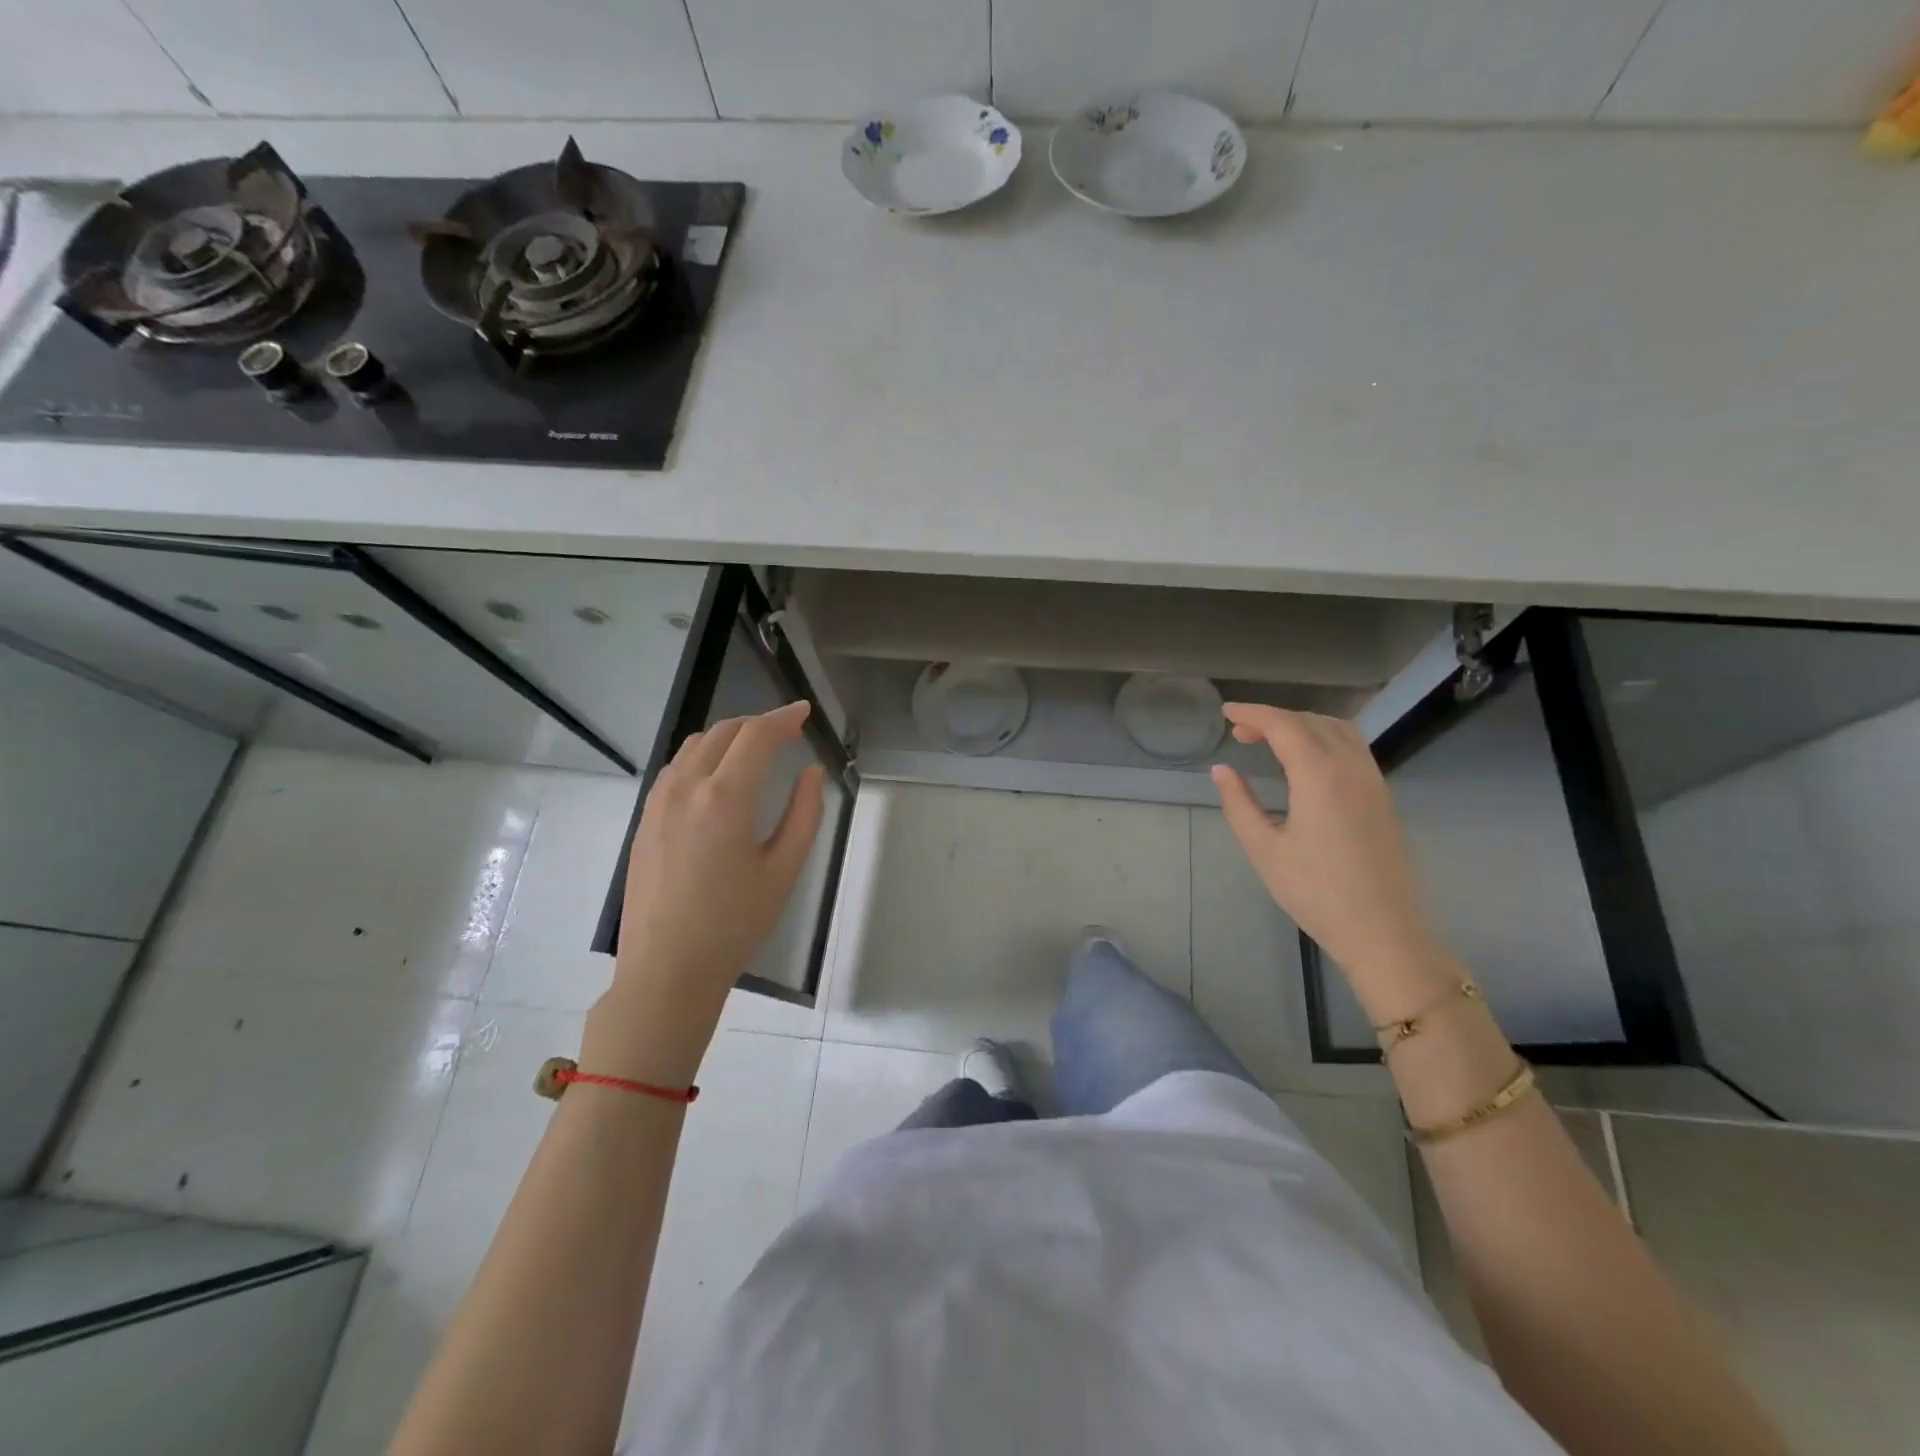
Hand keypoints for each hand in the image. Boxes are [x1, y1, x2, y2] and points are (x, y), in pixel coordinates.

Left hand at [585, 702, 825, 1086]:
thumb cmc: (734, 924)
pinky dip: (703, 756)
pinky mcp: (644, 819)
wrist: (667, 969)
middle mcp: (686, 788)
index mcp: (725, 798)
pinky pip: (676, 768)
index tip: (803, 711)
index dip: (783, 718)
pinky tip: (717, 777)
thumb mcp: (783, 870)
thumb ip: (804, 814)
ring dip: (728, 737)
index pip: (756, 736)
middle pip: (723, 732)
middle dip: (757, 723)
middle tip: (786, 732)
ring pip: (695, 745)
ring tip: (754, 750)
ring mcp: (658, 802)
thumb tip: (810, 772)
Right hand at [1209, 704, 1440, 989]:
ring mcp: (1373, 780)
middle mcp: (1351, 768)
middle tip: (1240, 732)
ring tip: (1271, 740)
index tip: (1225, 713)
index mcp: (1319, 776)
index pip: (1283, 726)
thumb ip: (1239, 804)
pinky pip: (1353, 747)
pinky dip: (1324, 738)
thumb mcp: (1264, 849)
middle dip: (1273, 718)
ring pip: (1338, 729)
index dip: (1252, 713)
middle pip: (1311, 721)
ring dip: (1302, 724)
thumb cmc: (1315, 892)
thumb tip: (1221, 770)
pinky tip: (1305, 760)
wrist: (1381, 930)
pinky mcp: (1383, 796)